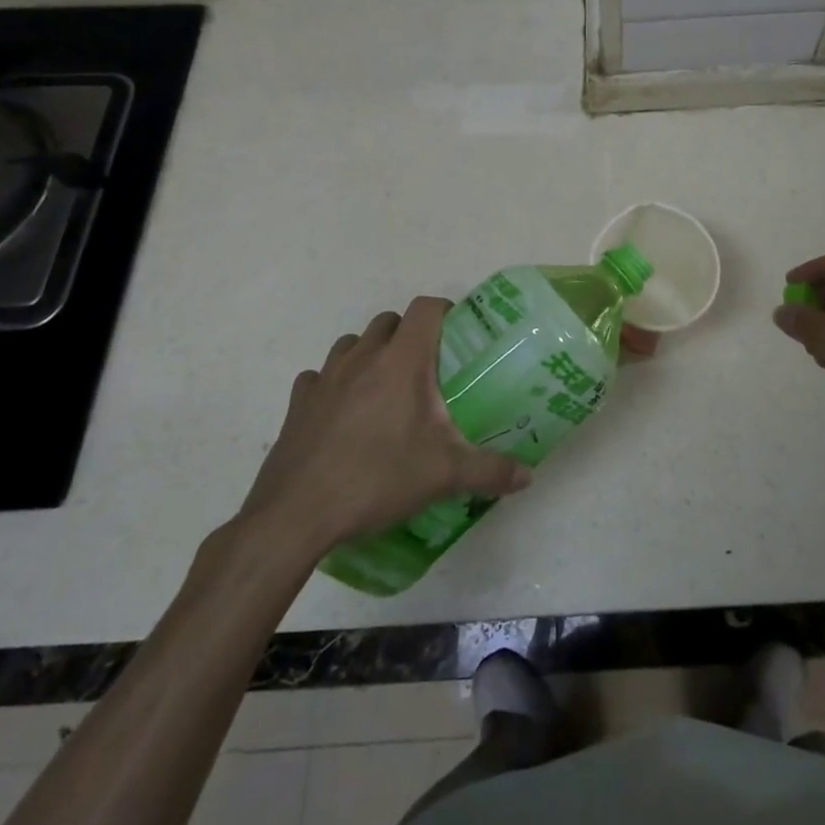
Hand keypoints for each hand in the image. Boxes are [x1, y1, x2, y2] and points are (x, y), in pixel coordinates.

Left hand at [234, 297, 530, 565]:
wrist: (296, 516)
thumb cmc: (377, 478)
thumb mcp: (444, 475)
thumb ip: (490, 470)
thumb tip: (528, 475)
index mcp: (401, 360)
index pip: (425, 308)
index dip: (444, 311)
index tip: (458, 333)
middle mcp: (362, 357)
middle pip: (389, 321)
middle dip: (409, 334)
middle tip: (427, 369)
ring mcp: (325, 377)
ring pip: (352, 344)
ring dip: (371, 354)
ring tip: (385, 389)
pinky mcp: (298, 403)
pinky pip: (319, 377)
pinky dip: (334, 383)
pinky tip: (343, 412)